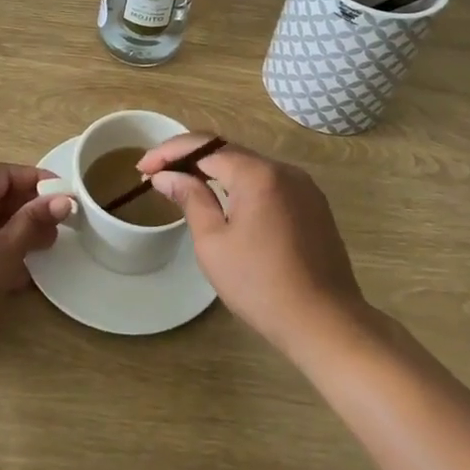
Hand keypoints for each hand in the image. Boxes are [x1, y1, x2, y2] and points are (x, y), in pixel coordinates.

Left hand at [0, 163, 74, 369]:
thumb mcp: (3, 254)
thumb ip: (33, 222)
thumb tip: (63, 199)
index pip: (1, 174)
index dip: (34, 178)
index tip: (62, 192)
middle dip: (27, 208)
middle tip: (56, 225)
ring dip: (14, 230)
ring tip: (42, 247)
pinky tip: (16, 271)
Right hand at [138, 134, 367, 358]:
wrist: (326, 323)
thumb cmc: (261, 285)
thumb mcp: (214, 243)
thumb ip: (190, 199)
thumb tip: (167, 176)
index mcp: (258, 173)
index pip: (204, 146)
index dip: (169, 153)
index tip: (143, 169)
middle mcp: (284, 169)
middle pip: (228, 152)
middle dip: (191, 160)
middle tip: (159, 176)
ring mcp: (304, 186)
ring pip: (250, 167)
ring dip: (216, 173)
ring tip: (186, 187)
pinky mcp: (314, 206)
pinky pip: (270, 184)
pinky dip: (242, 187)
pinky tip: (226, 204)